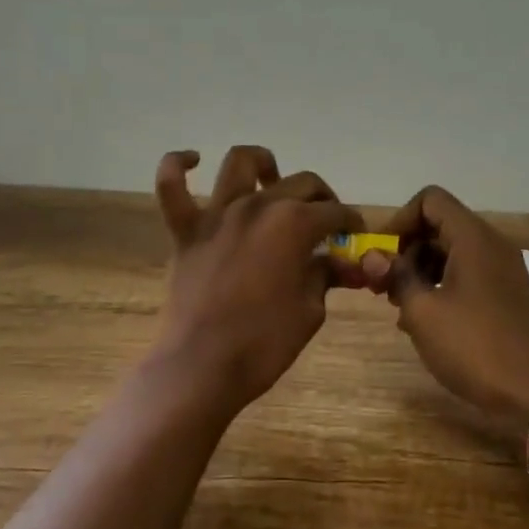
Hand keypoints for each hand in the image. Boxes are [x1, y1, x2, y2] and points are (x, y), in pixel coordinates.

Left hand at [152, 145, 364, 408]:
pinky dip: (178, 166)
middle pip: (301, 183)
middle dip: (323, 198)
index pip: (335, 212)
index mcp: (294, 224)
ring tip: (271, 179)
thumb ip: (326, 276)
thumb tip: (344, 263)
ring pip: (239, 164)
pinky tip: (193, 160)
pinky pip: (171, 187)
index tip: (357, 235)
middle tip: (327, 221)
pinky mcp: (186, 231)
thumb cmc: (264, 344)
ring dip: (261, 164)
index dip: (352, 222)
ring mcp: (218, 215)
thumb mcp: (310, 311)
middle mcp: (258, 207)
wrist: (202, 368)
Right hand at [367, 186, 528, 453]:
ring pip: (452, 251)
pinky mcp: (506, 293)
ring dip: (421, 270)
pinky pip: (467, 273)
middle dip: (406, 249)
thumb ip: (395, 276)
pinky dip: (442, 285)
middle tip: (384, 285)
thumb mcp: (423, 312)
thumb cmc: (474, 346)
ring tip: (400, 306)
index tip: (382, 255)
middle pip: (440, 224)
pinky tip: (425, 319)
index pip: (430, 200)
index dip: (400, 220)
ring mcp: (502, 269)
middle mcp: (491, 244)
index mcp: (472, 238)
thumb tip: (372, 256)